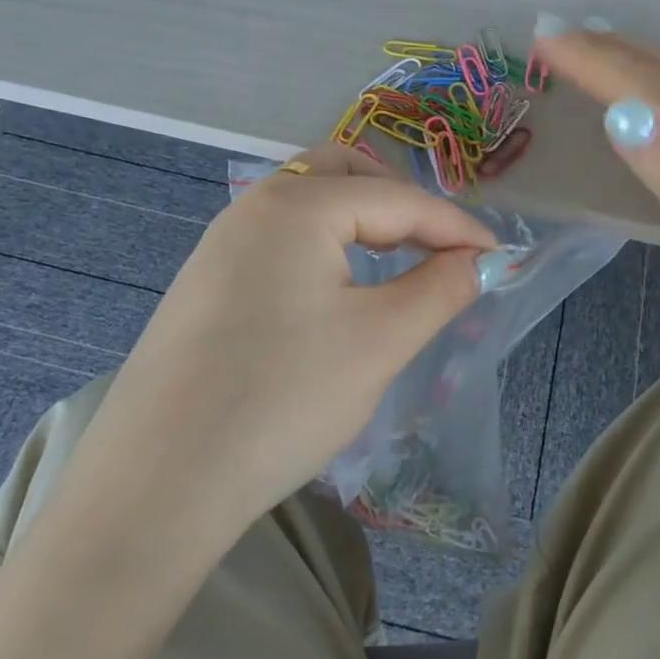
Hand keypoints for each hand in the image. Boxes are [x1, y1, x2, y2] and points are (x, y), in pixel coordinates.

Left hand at [98, 145, 496, 525]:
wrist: (159, 483)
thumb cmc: (283, 399)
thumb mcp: (380, 342)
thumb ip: (440, 288)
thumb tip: (481, 261)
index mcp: (296, 205)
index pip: (398, 199)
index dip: (457, 227)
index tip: (500, 258)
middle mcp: (252, 207)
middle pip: (344, 176)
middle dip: (400, 203)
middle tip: (439, 248)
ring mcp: (220, 245)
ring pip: (307, 207)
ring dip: (360, 223)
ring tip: (397, 264)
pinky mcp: (205, 284)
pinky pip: (279, 242)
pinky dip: (323, 249)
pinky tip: (336, 293)